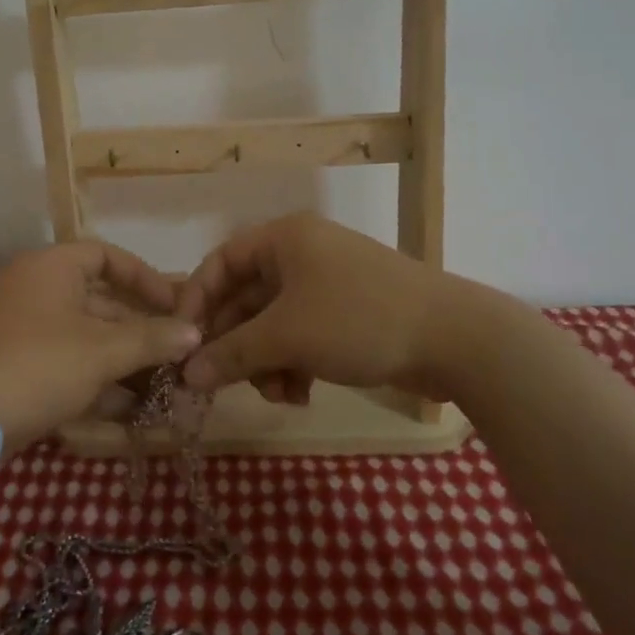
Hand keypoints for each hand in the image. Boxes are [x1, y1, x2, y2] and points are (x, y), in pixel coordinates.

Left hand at [0, 241, 201, 453]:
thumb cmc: (39, 366)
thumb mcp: (102, 352)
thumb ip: (152, 339)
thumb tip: (194, 332)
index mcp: (50, 267)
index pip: (107, 257)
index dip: (145, 279)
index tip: (175, 306)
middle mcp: (33, 288)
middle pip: (98, 301)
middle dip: (139, 332)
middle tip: (174, 355)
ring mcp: (18, 328)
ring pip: (83, 338)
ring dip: (121, 362)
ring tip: (161, 390)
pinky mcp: (11, 365)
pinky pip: (63, 363)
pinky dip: (94, 381)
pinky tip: (128, 412)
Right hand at [174, 212, 469, 401]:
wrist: (453, 338)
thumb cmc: (357, 319)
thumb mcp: (286, 336)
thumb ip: (230, 354)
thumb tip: (185, 375)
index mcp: (283, 239)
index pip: (221, 262)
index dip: (196, 300)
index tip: (181, 342)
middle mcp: (300, 255)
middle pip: (245, 298)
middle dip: (236, 344)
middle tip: (220, 384)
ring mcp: (326, 286)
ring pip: (272, 324)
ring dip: (265, 361)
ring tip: (276, 393)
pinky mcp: (346, 316)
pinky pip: (300, 337)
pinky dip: (293, 364)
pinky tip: (300, 395)